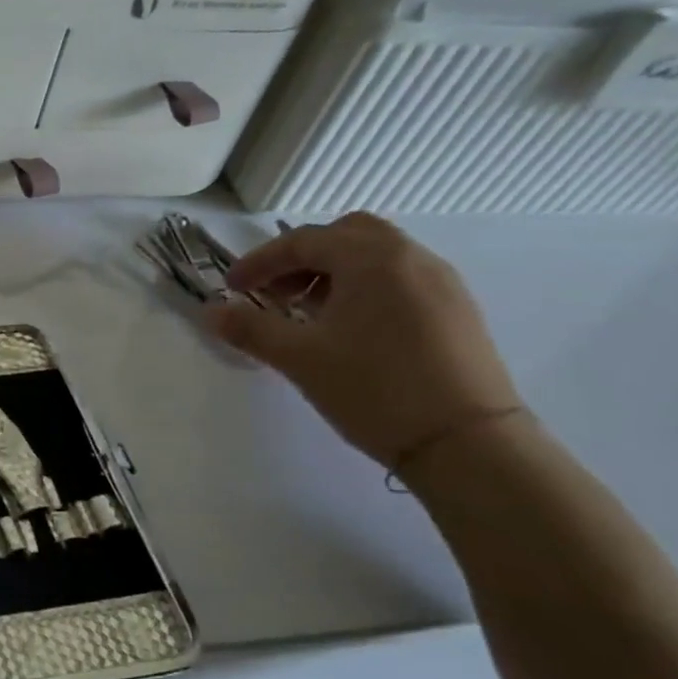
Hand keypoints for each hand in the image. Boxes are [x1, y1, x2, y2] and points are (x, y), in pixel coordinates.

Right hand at [206, 214, 521, 469]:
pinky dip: (363, 287)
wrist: (468, 444)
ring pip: (376, 256)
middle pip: (346, 234)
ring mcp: (441, 283)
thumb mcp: (299, 358)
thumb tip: (210, 311)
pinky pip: (399, 279)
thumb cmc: (374, 389)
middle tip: (273, 292)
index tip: (231, 288)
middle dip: (301, 257)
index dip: (259, 262)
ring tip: (306, 314)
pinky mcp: (456, 311)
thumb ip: (250, 328)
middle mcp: (411, 258)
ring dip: (333, 272)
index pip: (303, 241)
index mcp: (372, 259)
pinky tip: (348, 329)